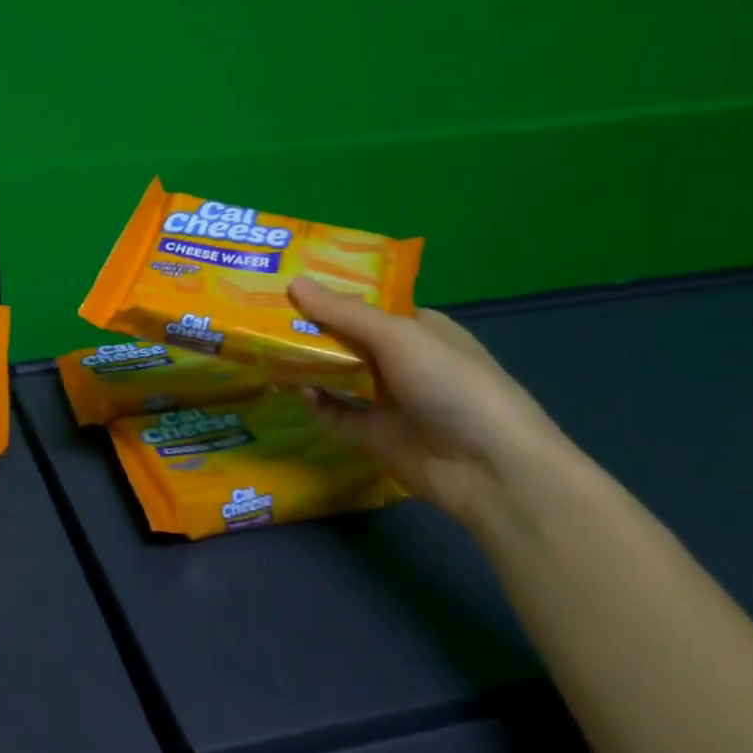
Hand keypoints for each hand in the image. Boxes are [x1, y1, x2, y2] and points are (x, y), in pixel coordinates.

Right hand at [287, 278, 582, 530]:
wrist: (490, 469)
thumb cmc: (452, 385)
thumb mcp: (399, 337)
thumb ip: (344, 313)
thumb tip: (293, 283)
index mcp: (419, 329)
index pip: (367, 305)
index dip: (330, 294)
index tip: (288, 285)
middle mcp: (402, 361)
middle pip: (347, 339)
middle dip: (310, 329)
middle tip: (263, 316)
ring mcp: (389, 400)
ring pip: (338, 376)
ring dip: (308, 365)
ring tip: (267, 350)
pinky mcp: (375, 435)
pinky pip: (336, 414)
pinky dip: (317, 403)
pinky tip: (298, 392)